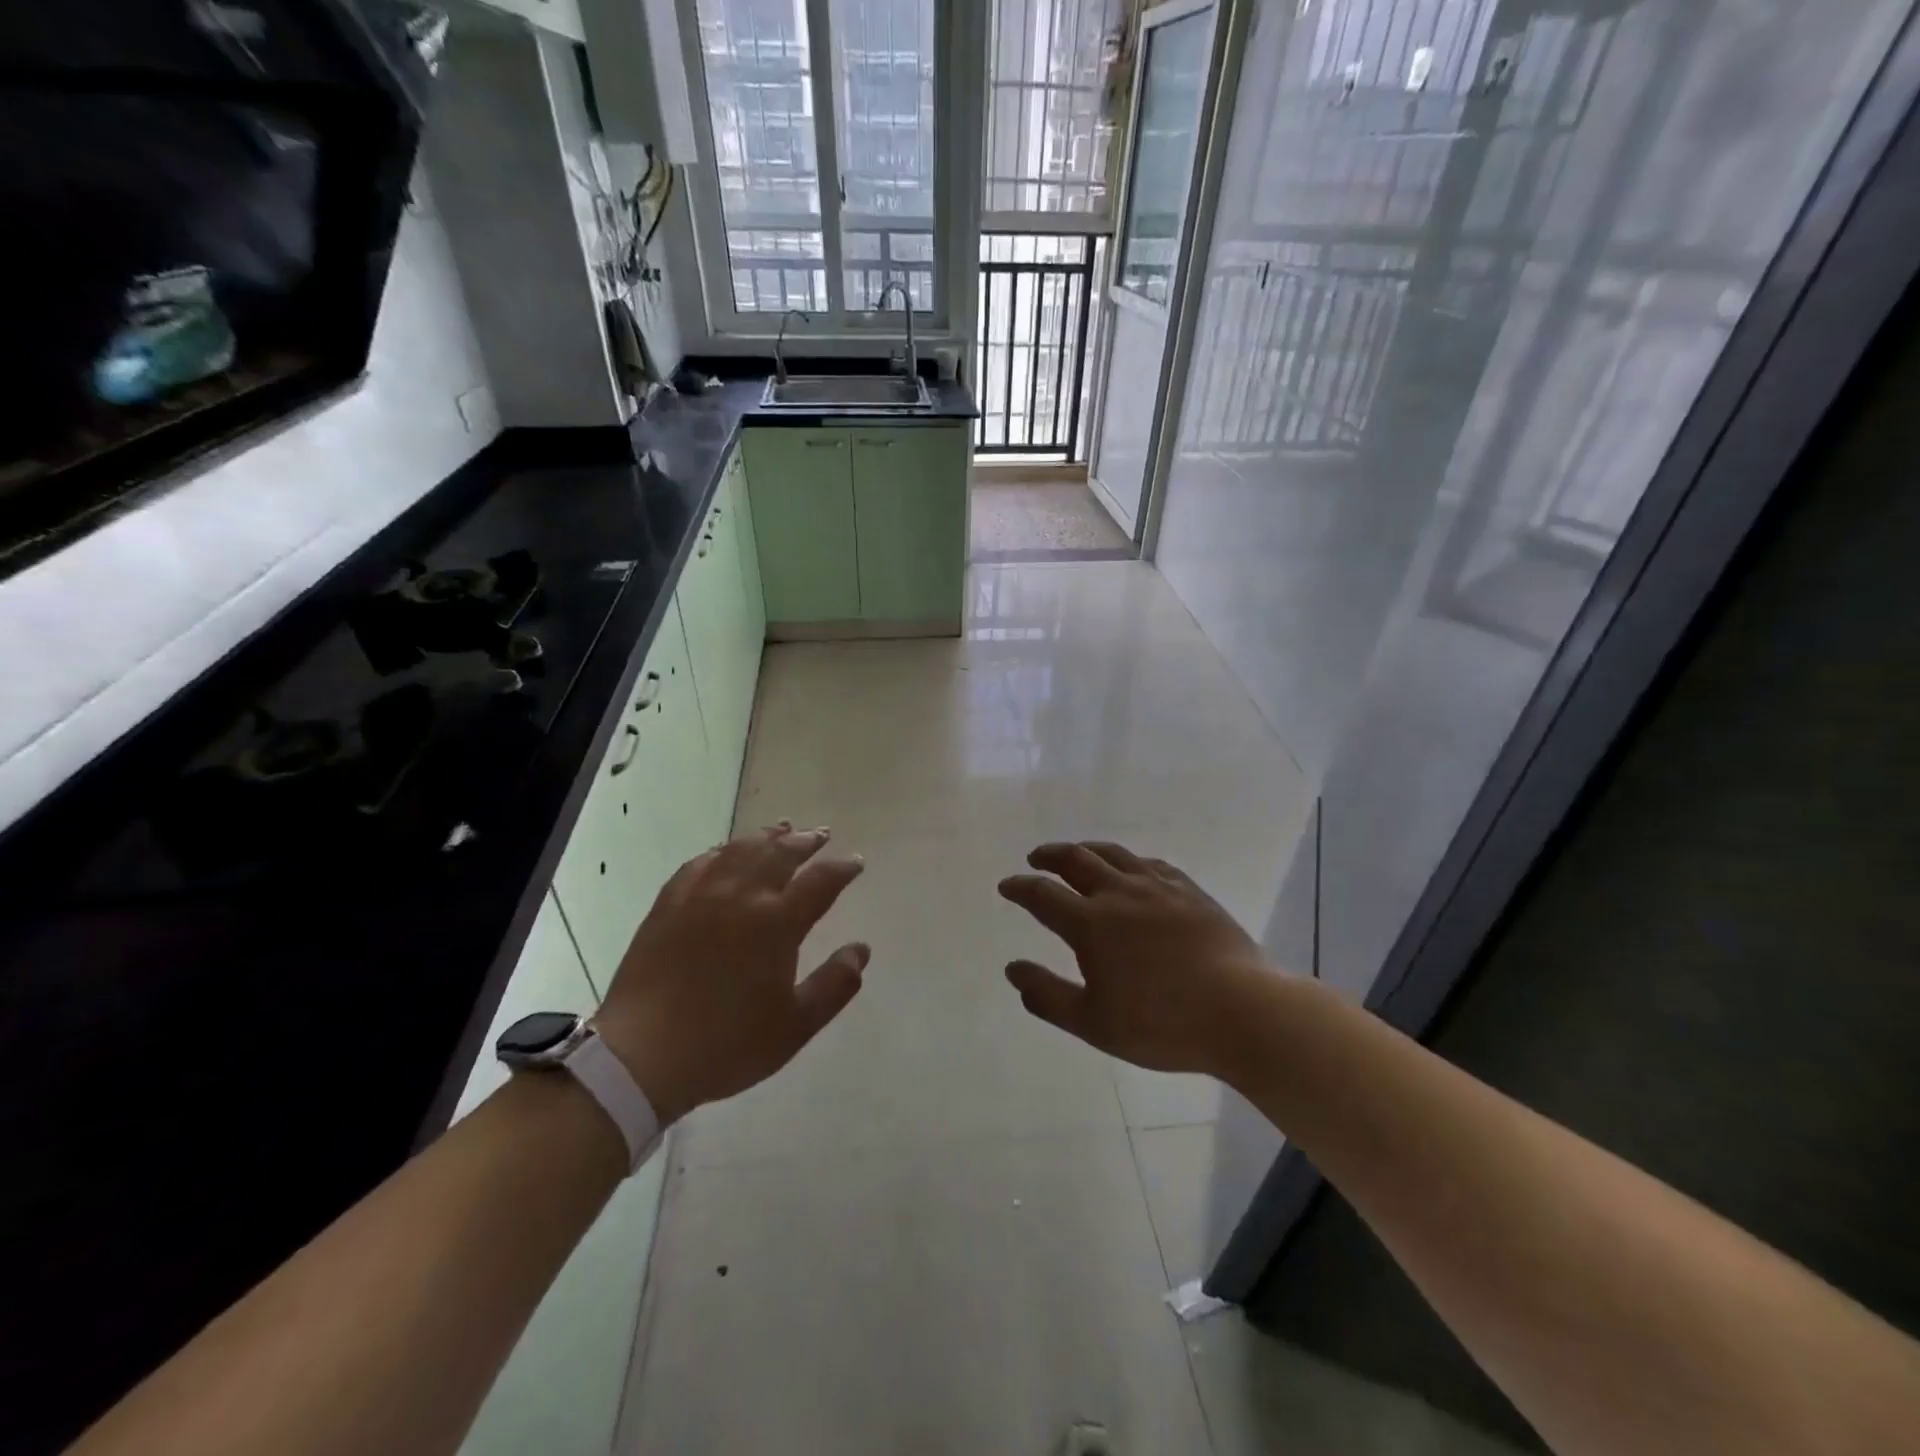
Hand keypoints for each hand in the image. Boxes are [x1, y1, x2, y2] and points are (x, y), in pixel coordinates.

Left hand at [594, 823, 867, 1124]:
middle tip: (820, 834)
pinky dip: (721, 850)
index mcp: (777, 923)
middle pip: (780, 854)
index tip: (856, 863)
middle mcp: (742, 896)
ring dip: (766, 836)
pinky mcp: (669, 904)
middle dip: (805, 841)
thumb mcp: (795, 1026)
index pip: (820, 882)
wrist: (642, 1056)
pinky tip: (726, 851)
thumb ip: (834, 985)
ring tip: (781, 828)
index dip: (842, 869)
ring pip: (740, 850)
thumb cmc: (727, 1043)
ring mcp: (701, 895)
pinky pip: (700, 863)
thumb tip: (861, 950)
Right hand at [998, 842, 1271, 1077]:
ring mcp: (1158, 887)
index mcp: (1090, 923)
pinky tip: (1132, 869)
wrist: (1243, 1010)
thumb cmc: (1163, 1024)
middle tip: (1036, 858)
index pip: (1042, 895)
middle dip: (1049, 856)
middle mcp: (1119, 893)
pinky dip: (1129, 861)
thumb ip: (1048, 995)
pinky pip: (1150, 863)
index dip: (1020, 887)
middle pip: (1076, 860)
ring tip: (1076, 853)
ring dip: (1086, 850)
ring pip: (1113, 854)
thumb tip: (1013, 969)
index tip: (1006, 886)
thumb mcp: (1094, 1023)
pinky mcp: (1189, 890)